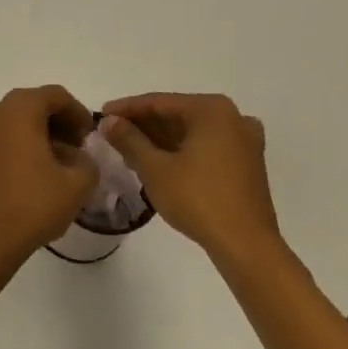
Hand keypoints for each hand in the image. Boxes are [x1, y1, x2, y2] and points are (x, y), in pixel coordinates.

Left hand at [0, 86, 98, 260]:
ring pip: (19, 119)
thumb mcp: (77, 184)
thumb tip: (80, 157)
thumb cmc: (33, 203)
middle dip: (61, 122)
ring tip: (63, 163)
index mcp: (20, 108)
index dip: (79, 113)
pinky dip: (25, 142)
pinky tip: (41, 169)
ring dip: (43, 133)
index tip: (92, 137)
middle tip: (80, 148)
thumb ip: (88, 162)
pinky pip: (5, 133)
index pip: (56, 96)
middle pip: (35, 104)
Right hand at [98, 93, 281, 261]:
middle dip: (143, 126)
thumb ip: (128, 139)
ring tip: (130, 151)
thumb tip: (108, 121)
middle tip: (113, 135)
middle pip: (177, 114)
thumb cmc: (198, 199)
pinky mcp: (247, 163)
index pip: (159, 102)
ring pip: (191, 131)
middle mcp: (232, 117)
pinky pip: (207, 146)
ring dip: (161, 140)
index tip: (100, 115)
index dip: (126, 108)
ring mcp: (243, 140)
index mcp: (211, 109)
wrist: (247, 246)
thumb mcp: (155, 168)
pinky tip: (161, 163)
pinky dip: (183, 150)